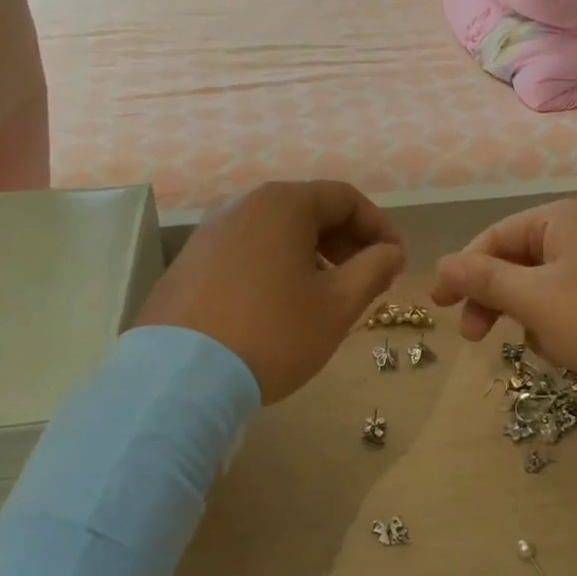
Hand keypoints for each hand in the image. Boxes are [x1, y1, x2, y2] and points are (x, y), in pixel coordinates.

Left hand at [136, 181, 404, 402]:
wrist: (181, 378)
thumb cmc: (273, 333)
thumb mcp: (337, 305)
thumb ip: (373, 270)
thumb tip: (391, 252)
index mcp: (282, 205)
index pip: (345, 198)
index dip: (379, 227)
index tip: (395, 262)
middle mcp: (243, 205)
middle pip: (309, 209)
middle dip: (346, 241)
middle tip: (367, 279)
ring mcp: (210, 232)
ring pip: (276, 231)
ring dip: (312, 254)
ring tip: (327, 294)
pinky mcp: (190, 261)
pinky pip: (247, 249)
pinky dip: (276, 265)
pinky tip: (281, 303)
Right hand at [430, 198, 576, 405]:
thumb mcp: (536, 300)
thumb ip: (485, 280)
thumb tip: (442, 264)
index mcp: (561, 219)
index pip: (494, 237)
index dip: (462, 271)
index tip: (439, 306)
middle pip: (517, 260)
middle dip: (494, 298)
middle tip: (474, 338)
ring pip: (543, 286)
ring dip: (528, 316)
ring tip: (539, 348)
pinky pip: (571, 302)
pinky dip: (558, 324)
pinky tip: (567, 351)